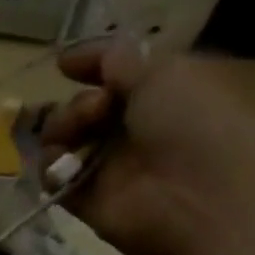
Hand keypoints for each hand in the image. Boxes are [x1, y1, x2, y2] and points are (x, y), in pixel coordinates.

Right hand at [40, 42, 254, 254]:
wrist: (202, 196)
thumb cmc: (194, 122)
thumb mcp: (164, 72)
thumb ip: (118, 61)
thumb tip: (83, 55)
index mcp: (160, 95)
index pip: (115, 76)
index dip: (90, 66)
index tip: (64, 65)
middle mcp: (133, 129)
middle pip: (82, 108)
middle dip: (79, 103)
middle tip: (96, 108)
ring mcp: (107, 166)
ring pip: (62, 139)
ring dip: (61, 129)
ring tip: (76, 135)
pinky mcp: (84, 199)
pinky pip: (52, 176)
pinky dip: (51, 166)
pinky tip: (64, 164)